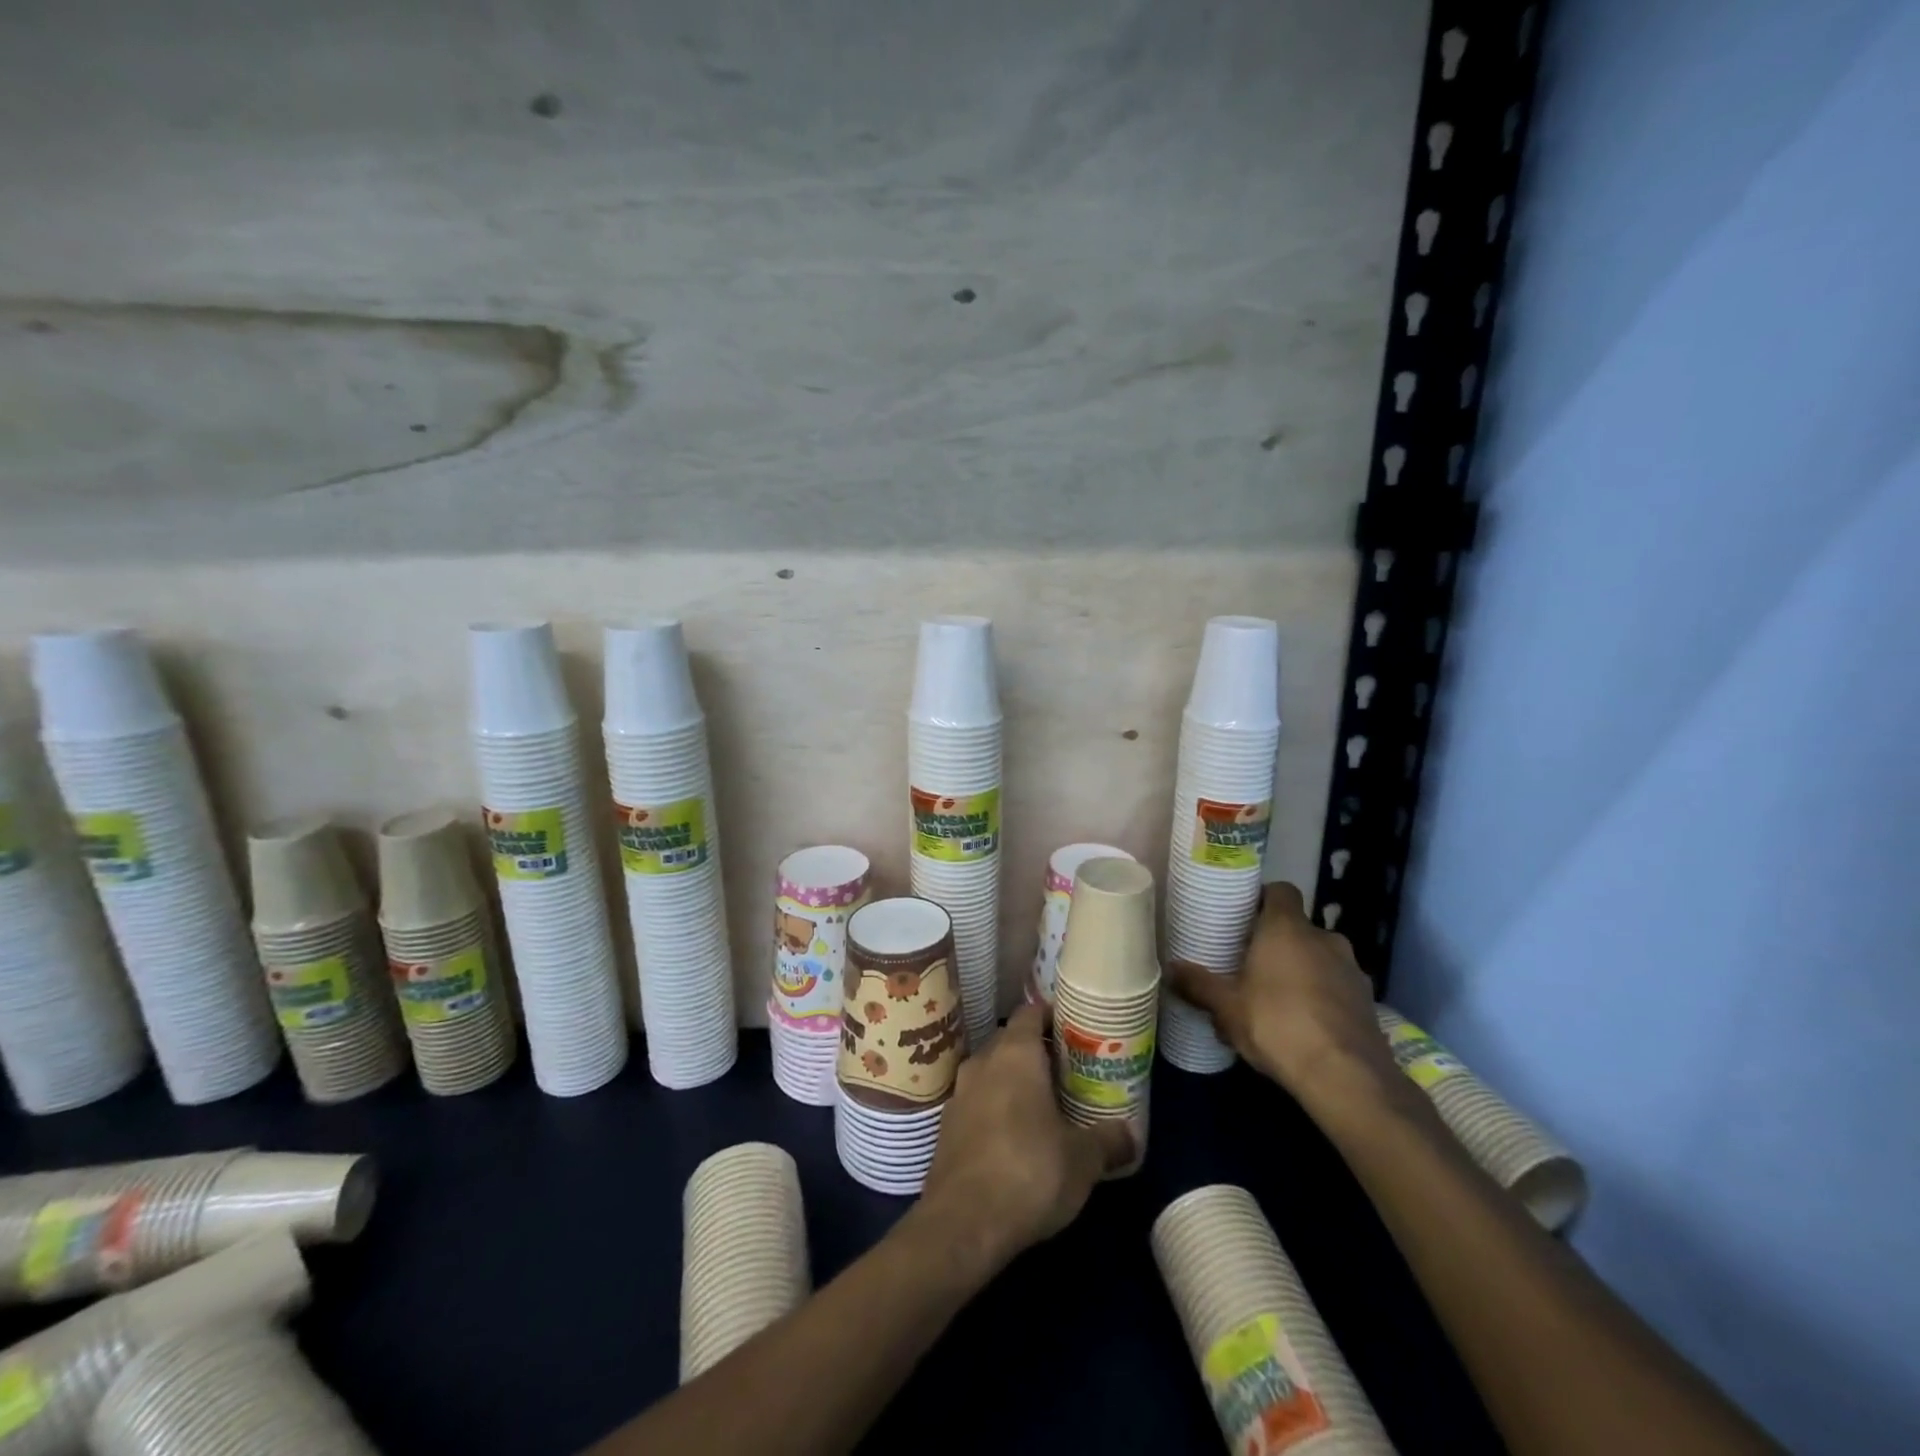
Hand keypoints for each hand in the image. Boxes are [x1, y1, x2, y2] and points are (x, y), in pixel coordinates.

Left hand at [916, 1004, 1132, 1276]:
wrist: (962, 1223)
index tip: (1076, 1030)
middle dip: (1038, 1052)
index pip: (1031, 1012)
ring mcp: (959, 1094)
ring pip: (992, 1073)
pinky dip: (996, 1109)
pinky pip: (978, 1103)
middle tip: (1069, 1071)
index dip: (1053, 1016)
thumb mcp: (1083, 1159)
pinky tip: (1016, 1138)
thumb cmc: (1029, 1172)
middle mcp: (983, 1062)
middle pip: (1011, 1041)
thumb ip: (1109, 1140)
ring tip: (1046, 1106)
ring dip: (1015, 1083)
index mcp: (1015, 1053)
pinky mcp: (946, 1127)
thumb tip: (1131, 1135)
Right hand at [1166, 883, 1396, 1103]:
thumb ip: (1198, 985)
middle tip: (1249, 964)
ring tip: (1275, 999)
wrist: (1348, 1078)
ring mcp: (1351, 969)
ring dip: (1300, 970)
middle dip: (1276, 942)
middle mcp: (1324, 938)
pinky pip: (1335, 986)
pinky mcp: (1368, 1000)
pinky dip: (1320, 996)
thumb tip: (1169, 969)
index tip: (1242, 916)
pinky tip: (1303, 1025)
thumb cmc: (1278, 1025)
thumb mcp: (1226, 1007)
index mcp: (1287, 928)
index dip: (1261, 898)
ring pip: (1318, 957)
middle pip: (1297, 927)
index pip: (1280, 890)